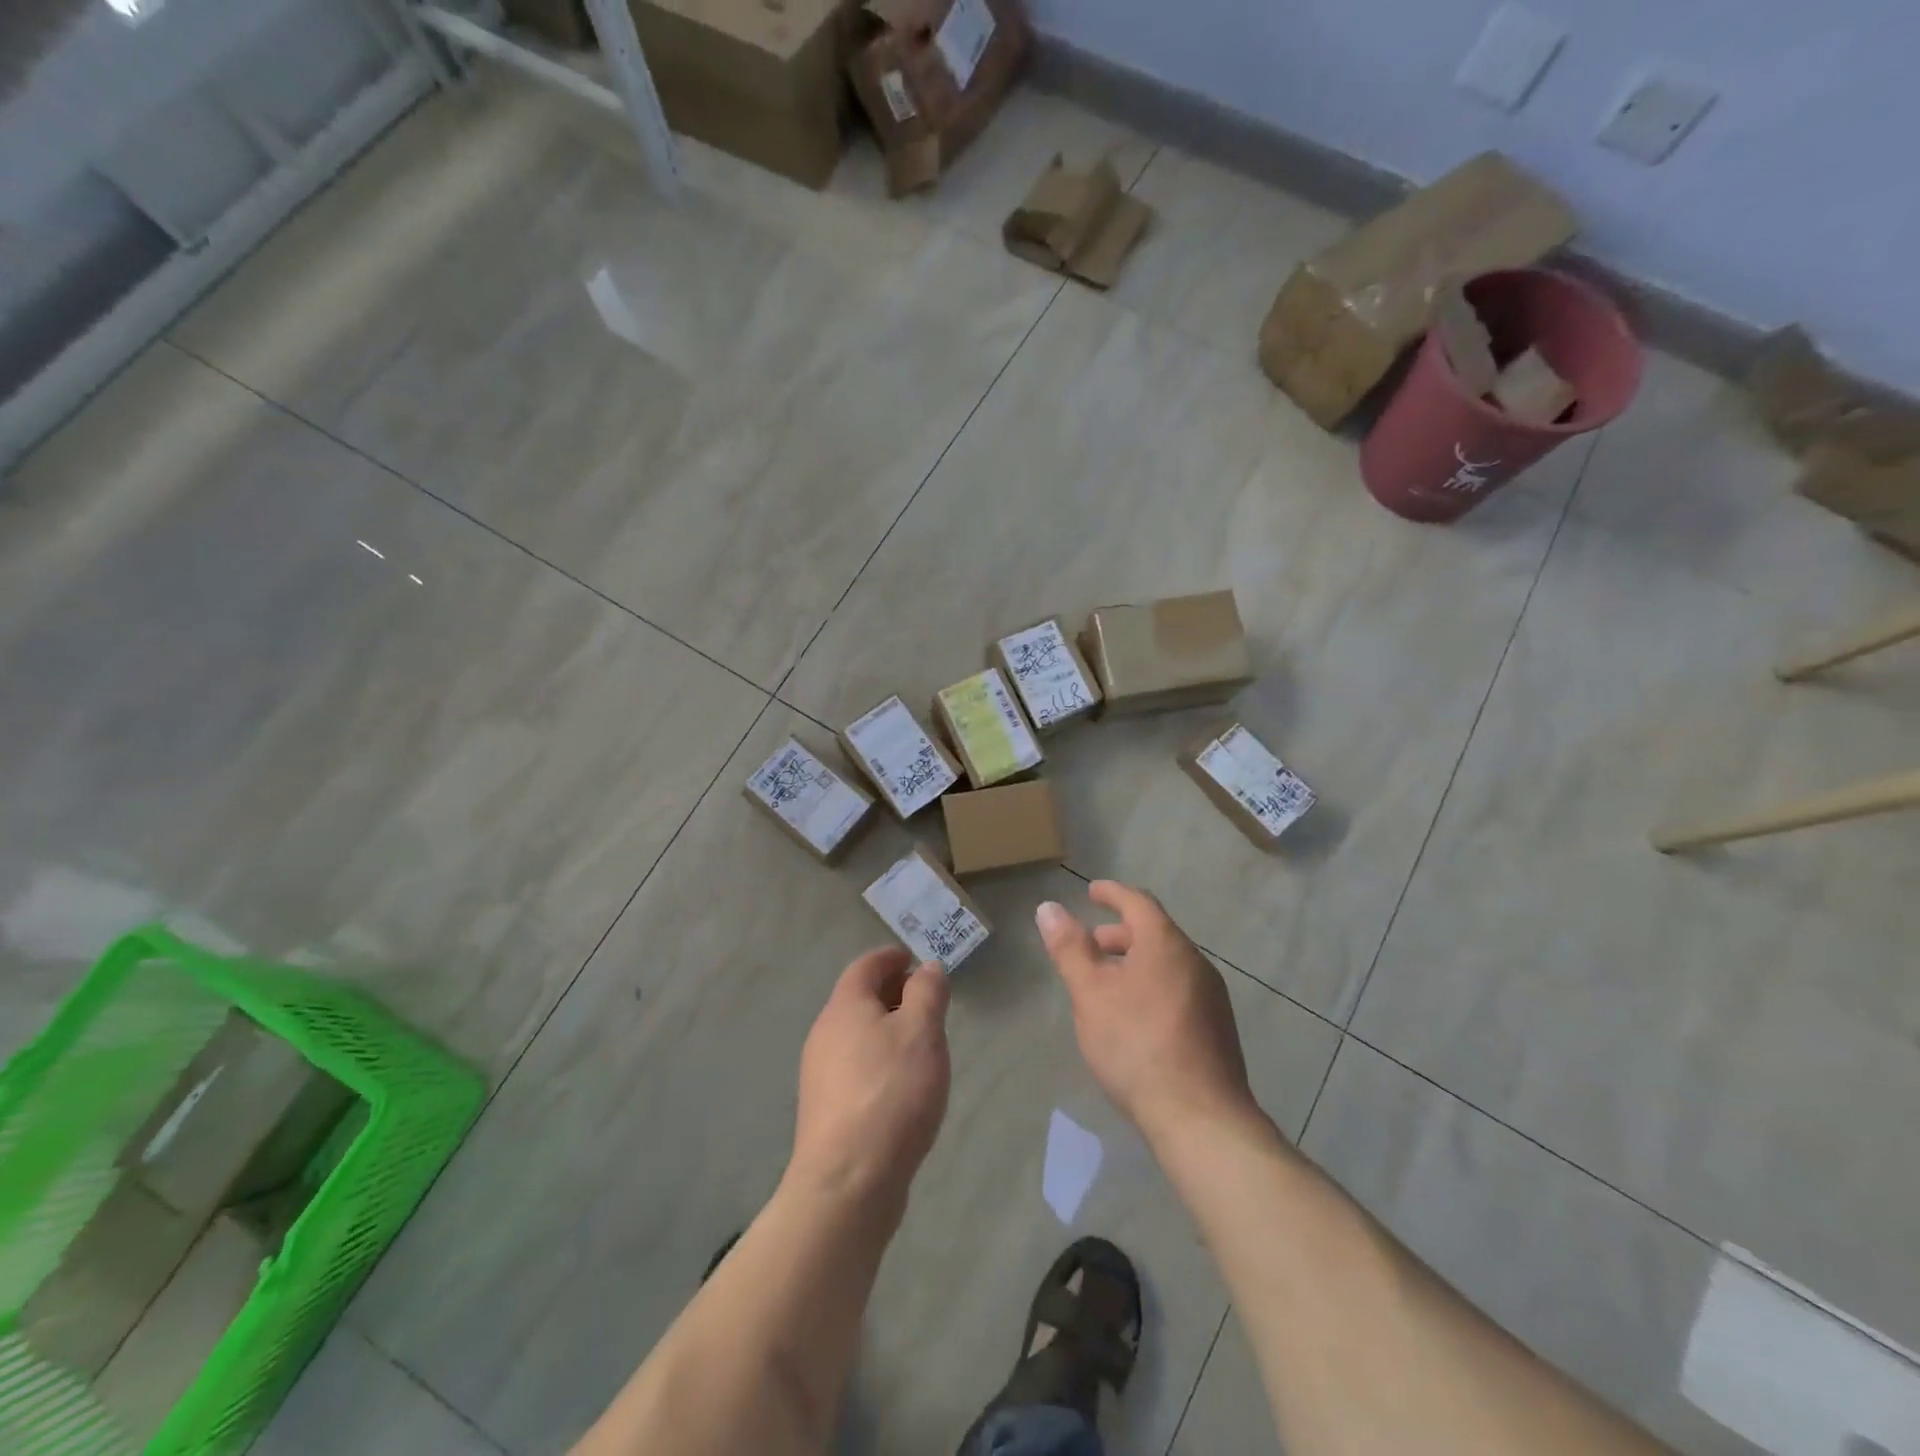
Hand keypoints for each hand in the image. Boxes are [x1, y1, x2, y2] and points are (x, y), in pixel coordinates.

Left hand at [788, 947, 950, 1210]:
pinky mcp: (826, 1110)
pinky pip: (855, 1067)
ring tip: (921, 1043)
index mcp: (845, 1007)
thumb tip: (927, 968)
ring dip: (886, 1029)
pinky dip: (879, 1060)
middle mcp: (825, 1034)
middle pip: (858, 999)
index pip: (866, 966)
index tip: (914, 959)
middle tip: (926, 1001)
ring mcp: (820, 1074)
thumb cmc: (890, 1093)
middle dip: (892, 993)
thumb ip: (927, 992)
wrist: (847, 1183)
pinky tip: (901, 1085)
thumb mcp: (922, 1032)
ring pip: (857, 1035)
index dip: (891, 958)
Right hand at [1037, 882, 1256, 1143]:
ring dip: (1136, 961)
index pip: (1138, 902)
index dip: (1112, 893)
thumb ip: (1070, 948)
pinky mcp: (1217, 1028)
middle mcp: (1195, 962)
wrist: (1200, 1118)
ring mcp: (1212, 997)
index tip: (1091, 892)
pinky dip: (1152, 985)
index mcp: (1166, 944)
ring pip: (1168, 963)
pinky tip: (1135, 1017)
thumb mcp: (1090, 993)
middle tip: (1091, 945)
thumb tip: (1049, 908)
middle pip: (1155, 932)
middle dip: (1120, 932)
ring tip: (1107, 984)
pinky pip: (1179, 988)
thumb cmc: (1137, 1044)